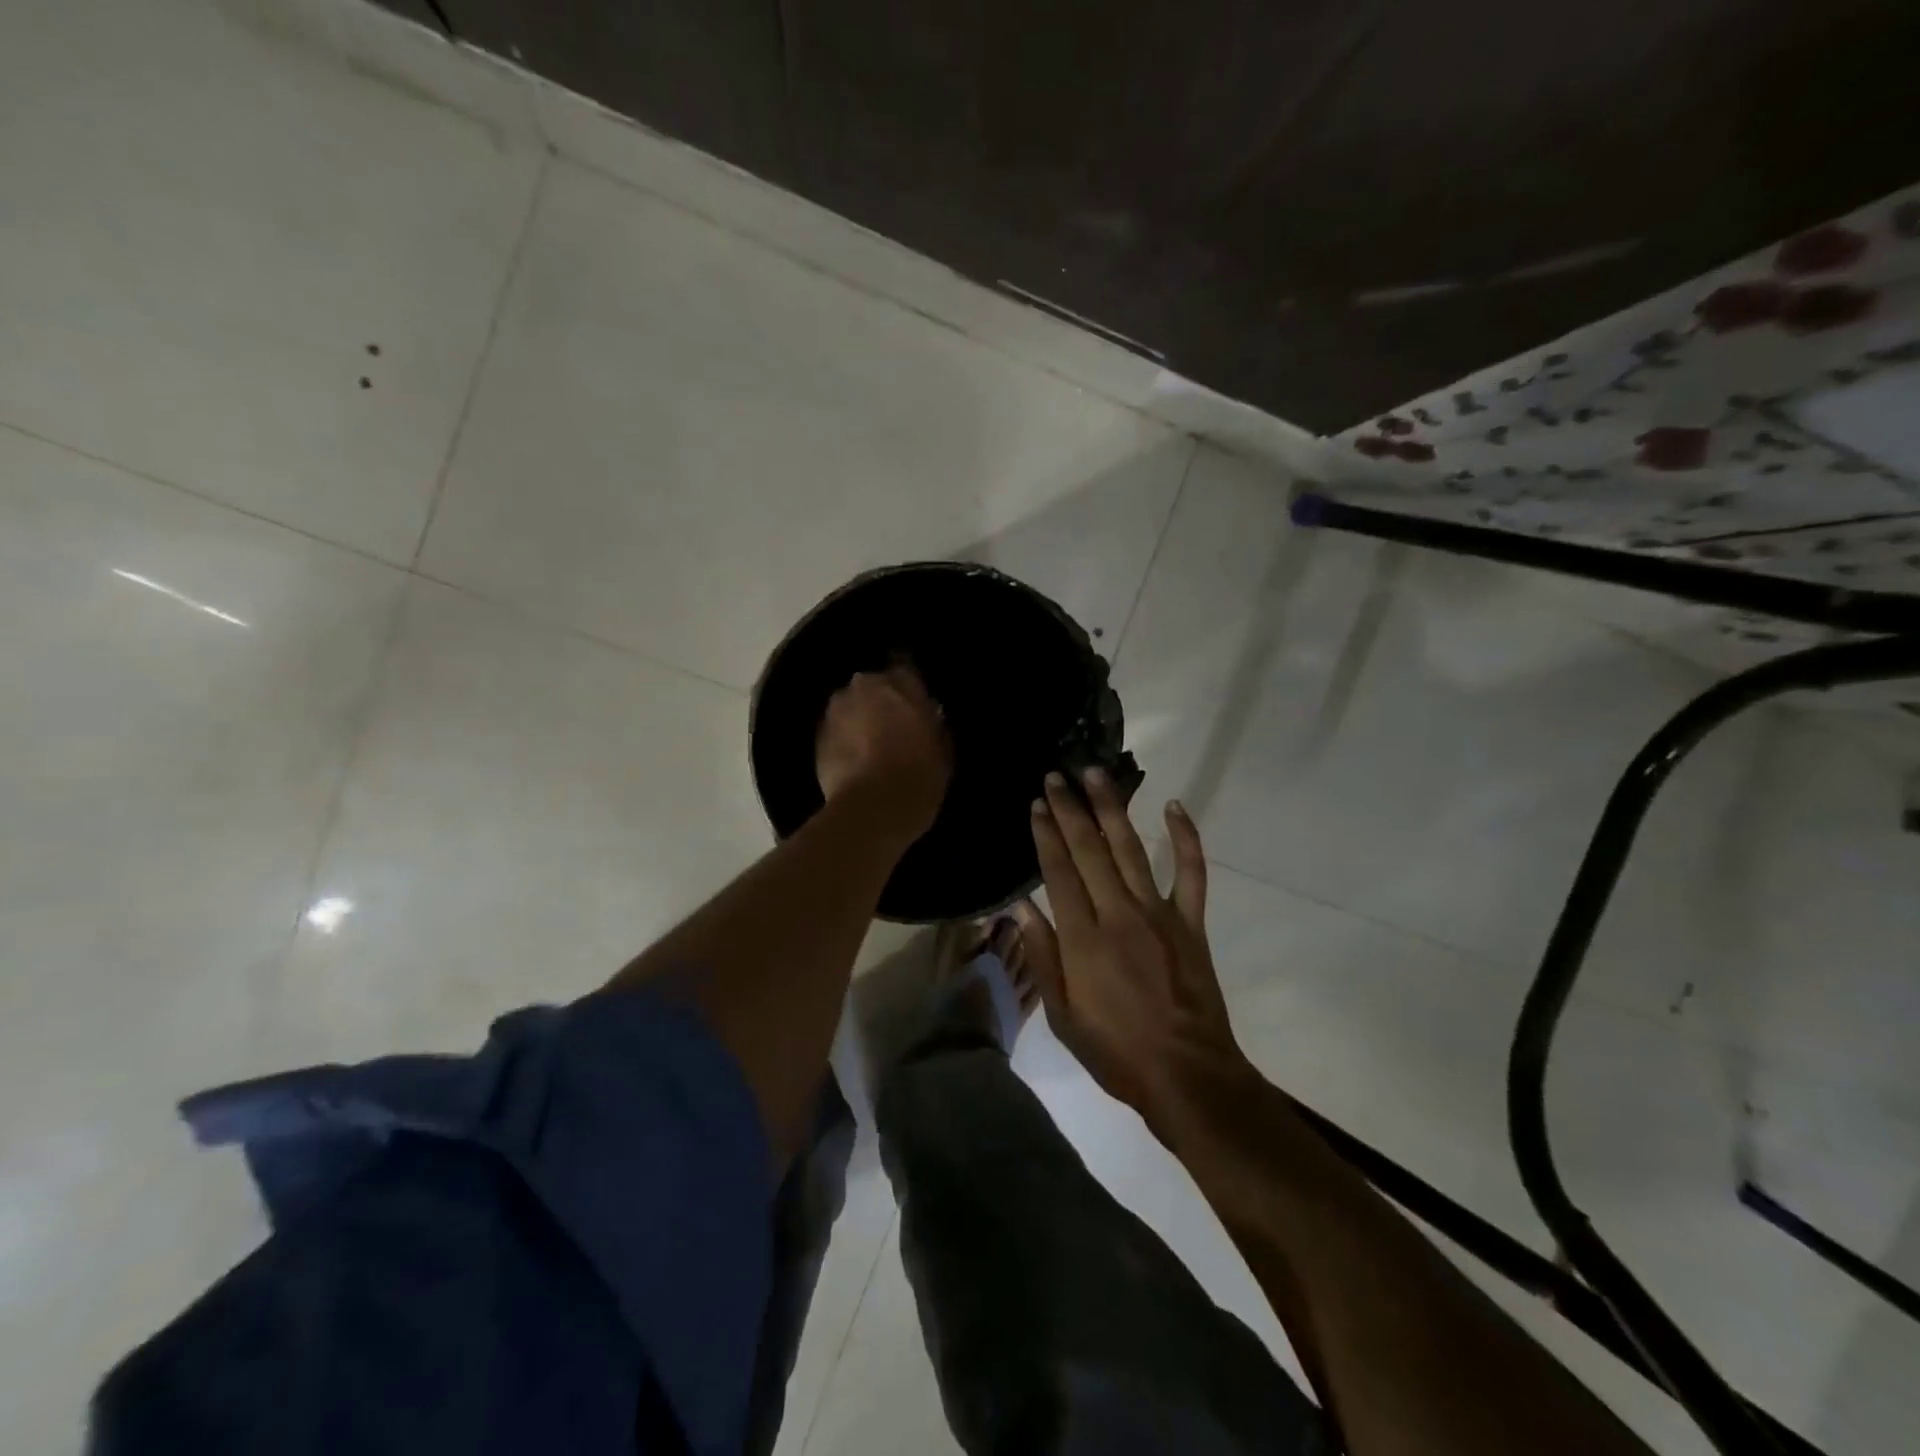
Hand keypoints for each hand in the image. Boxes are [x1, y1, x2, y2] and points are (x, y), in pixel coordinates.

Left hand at [815, 664, 952, 833]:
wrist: (872, 809)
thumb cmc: (919, 776)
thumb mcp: (943, 750)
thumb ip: (934, 725)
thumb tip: (928, 717)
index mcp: (899, 683)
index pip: (906, 669)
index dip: (910, 688)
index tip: (916, 704)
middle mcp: (863, 686)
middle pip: (873, 687)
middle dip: (881, 702)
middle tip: (894, 727)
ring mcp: (835, 710)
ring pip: (851, 707)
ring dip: (859, 719)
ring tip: (871, 746)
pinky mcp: (817, 736)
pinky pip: (836, 731)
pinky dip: (844, 740)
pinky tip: (855, 761)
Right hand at [1016, 771, 1250, 1127]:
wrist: (1186, 1075)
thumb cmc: (1116, 1051)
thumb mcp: (1062, 1016)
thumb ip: (1041, 957)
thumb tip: (1021, 908)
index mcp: (1083, 938)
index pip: (1059, 872)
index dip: (1046, 834)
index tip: (1037, 804)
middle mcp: (1118, 914)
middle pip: (1089, 849)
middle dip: (1070, 809)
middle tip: (1057, 775)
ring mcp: (1159, 914)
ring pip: (1131, 848)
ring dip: (1112, 808)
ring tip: (1096, 773)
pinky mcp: (1191, 922)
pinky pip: (1191, 871)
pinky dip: (1186, 837)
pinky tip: (1174, 806)